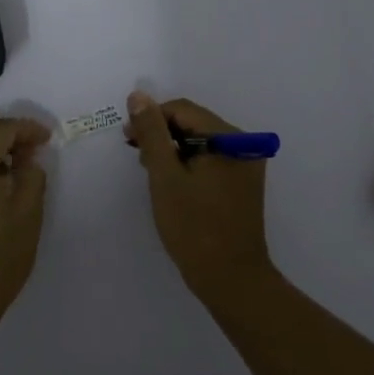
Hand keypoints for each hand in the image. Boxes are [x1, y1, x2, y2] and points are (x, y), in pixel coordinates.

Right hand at [126, 92, 272, 292]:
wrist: (230, 278)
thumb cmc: (194, 227)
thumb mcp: (165, 176)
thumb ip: (152, 133)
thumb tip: (138, 96)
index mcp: (230, 138)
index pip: (183, 110)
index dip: (152, 118)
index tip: (128, 139)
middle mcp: (244, 145)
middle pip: (194, 123)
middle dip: (162, 134)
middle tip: (136, 155)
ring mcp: (245, 165)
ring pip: (201, 142)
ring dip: (173, 150)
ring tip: (151, 170)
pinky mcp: (241, 184)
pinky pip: (210, 160)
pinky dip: (188, 164)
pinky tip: (171, 182)